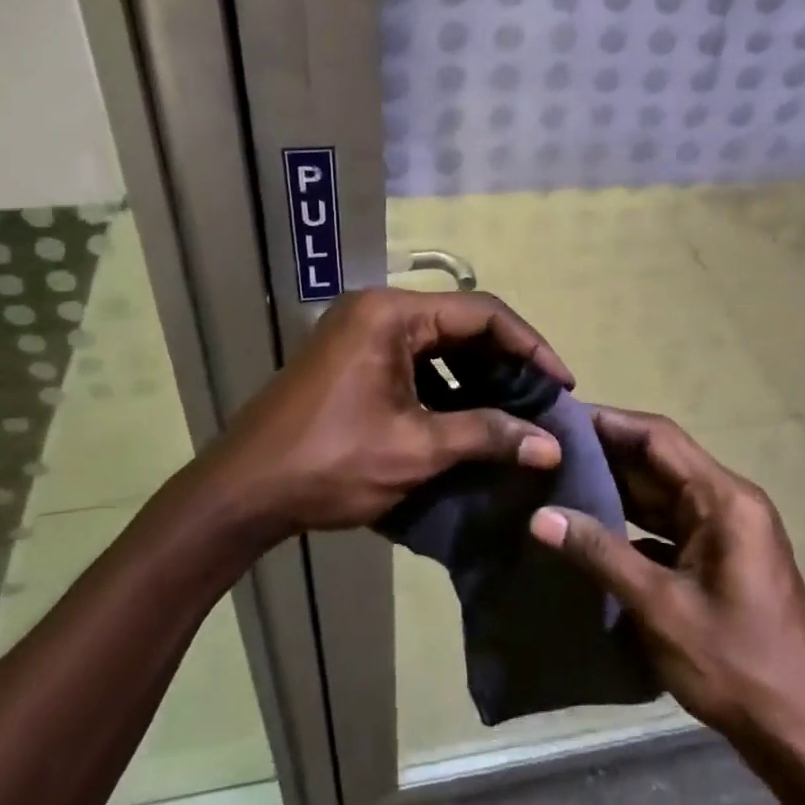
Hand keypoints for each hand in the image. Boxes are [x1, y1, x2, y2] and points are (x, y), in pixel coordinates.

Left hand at [208, 288, 571, 536]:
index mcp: (392, 314)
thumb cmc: (330, 463)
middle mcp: (377, 310)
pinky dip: (447, 386)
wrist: (241, 493)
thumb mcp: (416, 449)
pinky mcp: (352, 360)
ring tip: (517, 413)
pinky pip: (414, 362)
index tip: (563, 385)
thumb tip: (551, 445)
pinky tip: (471, 418)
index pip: (481, 313)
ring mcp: (360, 333)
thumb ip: (488, 435)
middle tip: (544, 401)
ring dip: (479, 376)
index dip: (530, 346)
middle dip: (507, 363)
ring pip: (439, 344)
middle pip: (461, 324)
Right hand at [529, 407, 804, 758]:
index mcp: (725, 500)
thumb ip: (600, 554)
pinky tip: (592, 529)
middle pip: (660, 462)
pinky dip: (633, 524)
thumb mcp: (660, 608)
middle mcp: (729, 503)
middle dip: (606, 455)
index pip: (659, 438)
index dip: (609, 423)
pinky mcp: (720, 559)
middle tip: (548, 450)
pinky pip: (670, 526)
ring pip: (663, 495)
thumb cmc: (736, 665)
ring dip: (617, 489)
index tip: (560, 418)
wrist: (800, 735)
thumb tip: (541, 516)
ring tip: (559, 479)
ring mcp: (727, 532)